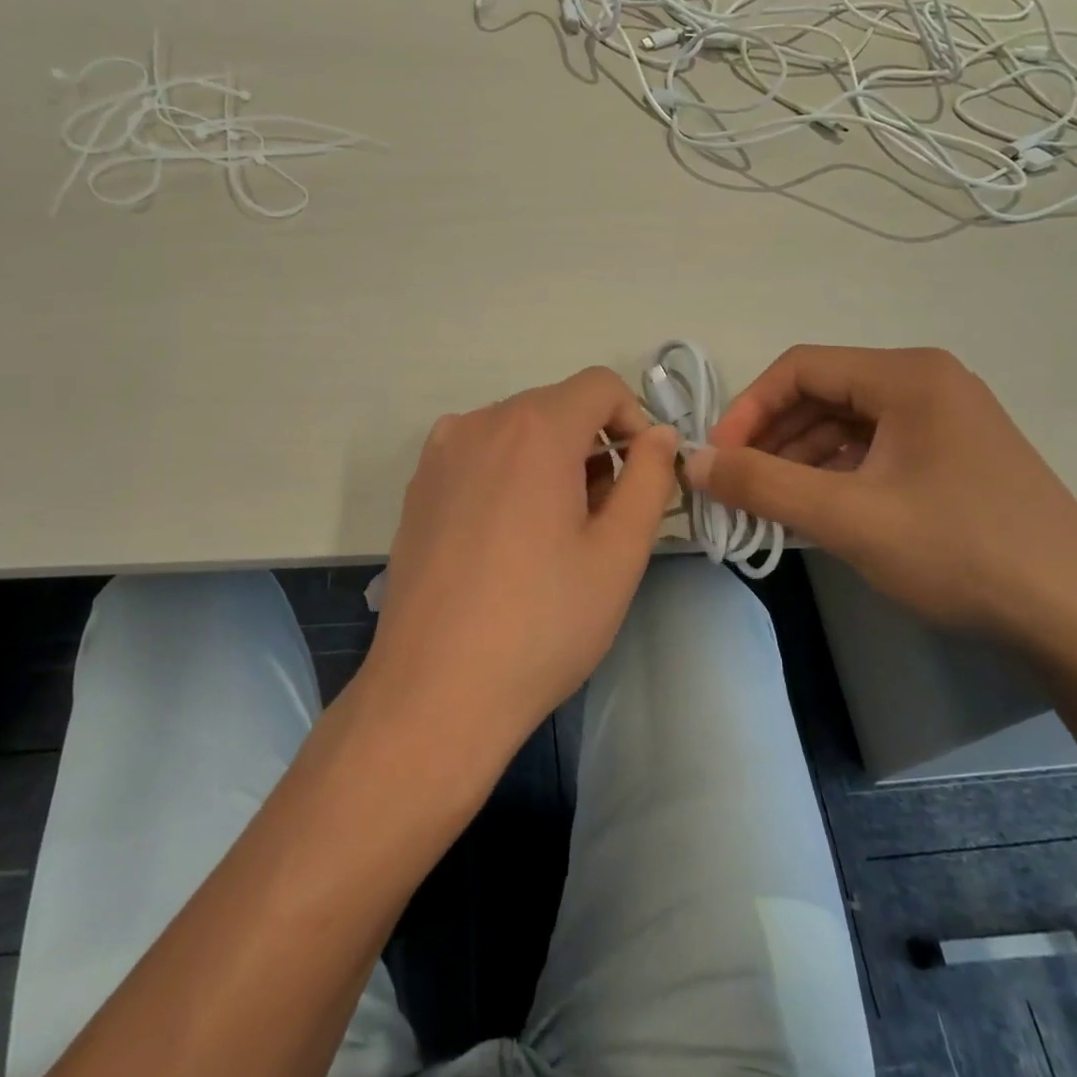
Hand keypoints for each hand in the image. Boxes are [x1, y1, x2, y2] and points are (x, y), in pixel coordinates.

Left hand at [358, 367, 678, 766]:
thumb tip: (659, 435)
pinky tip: (507, 542)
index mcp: (534, 428)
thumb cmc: (542, 623)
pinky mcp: (417, 487)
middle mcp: (479, 423)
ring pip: (516, 432)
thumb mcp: (619, 553)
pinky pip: (479, 456)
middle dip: (592, 446)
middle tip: (601, 518)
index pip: (600, 385)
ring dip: (550, 462)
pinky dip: (508, 476)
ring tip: (554, 535)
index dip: (633, 421)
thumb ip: (650, 478)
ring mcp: (439, 453)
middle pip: (556, 407)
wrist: (434, 691)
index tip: (639, 478)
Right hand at [688, 345, 1076, 642]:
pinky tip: (815, 512)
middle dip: (772, 439)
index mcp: (907, 376)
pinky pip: (873, 451)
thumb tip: (693, 461)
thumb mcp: (849, 518)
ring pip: (845, 425)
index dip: (748, 409)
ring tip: (768, 506)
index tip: (719, 459)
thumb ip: (762, 484)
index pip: (800, 368)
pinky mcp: (953, 457)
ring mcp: (945, 420)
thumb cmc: (961, 553)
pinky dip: (834, 475)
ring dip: (799, 460)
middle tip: (737, 487)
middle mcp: (927, 383)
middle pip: (822, 394)